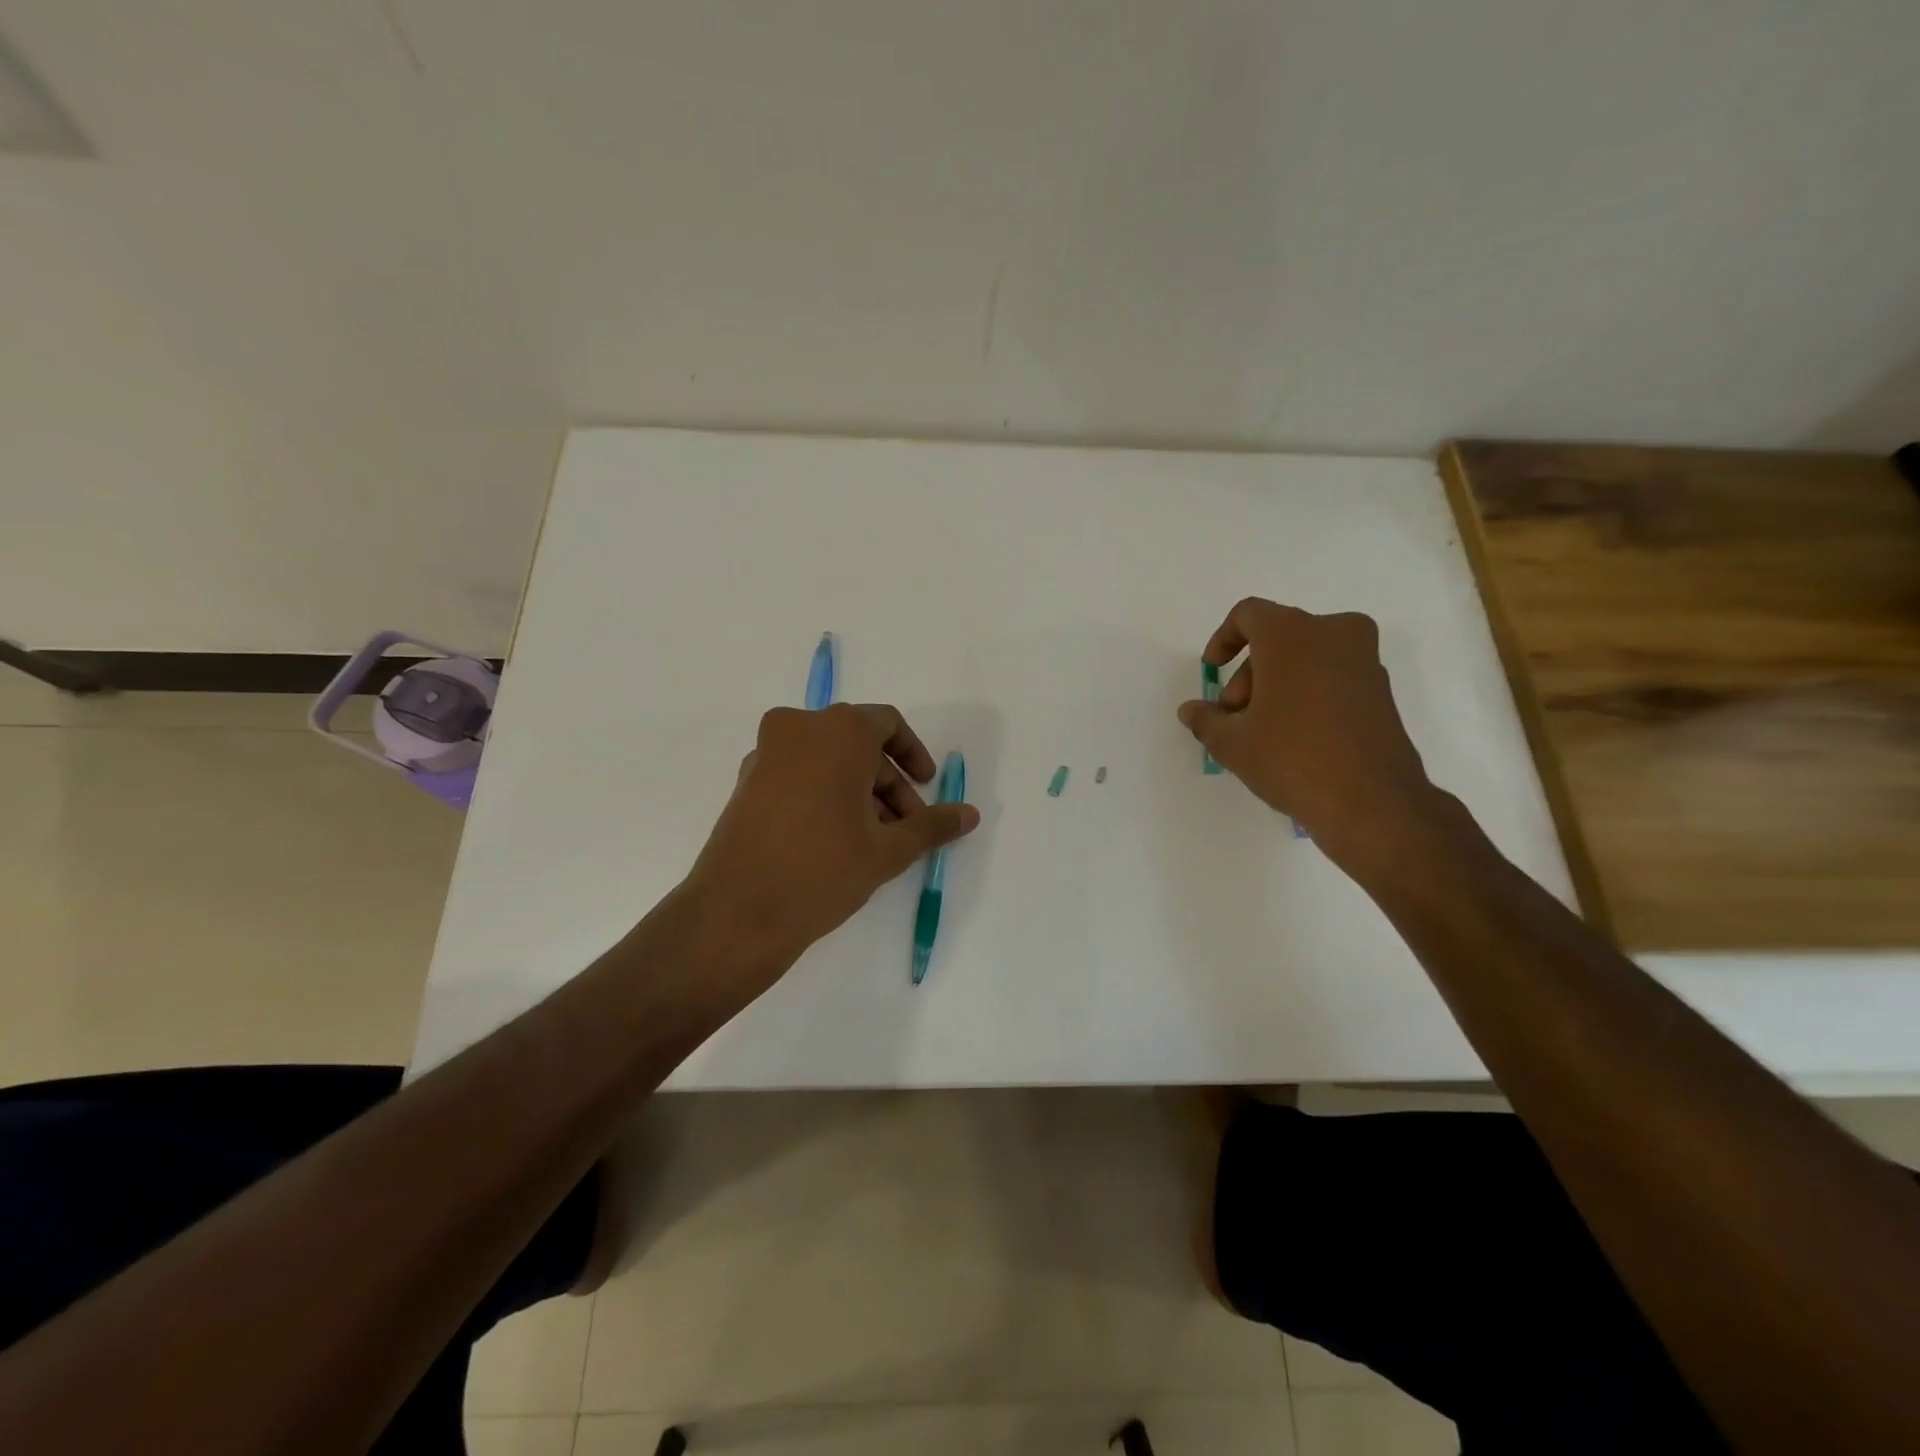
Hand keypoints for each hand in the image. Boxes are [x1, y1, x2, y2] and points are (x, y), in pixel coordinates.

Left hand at [683, 703, 979, 977]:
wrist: (737, 913)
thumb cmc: (823, 870)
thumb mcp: (888, 849)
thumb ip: (932, 825)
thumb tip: (970, 814)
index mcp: (838, 730)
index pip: (887, 724)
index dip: (913, 754)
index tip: (926, 786)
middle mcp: (799, 728)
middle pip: (858, 745)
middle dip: (888, 784)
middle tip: (905, 829)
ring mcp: (766, 753)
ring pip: (827, 760)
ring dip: (857, 791)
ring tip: (873, 841)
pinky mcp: (746, 781)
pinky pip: (798, 773)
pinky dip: (824, 793)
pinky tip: (836, 839)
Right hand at [1177, 598, 1439, 869]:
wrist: (1371, 802)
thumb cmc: (1291, 759)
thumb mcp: (1232, 743)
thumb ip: (1206, 719)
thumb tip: (1191, 710)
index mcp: (1292, 634)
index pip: (1249, 614)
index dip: (1223, 639)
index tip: (1213, 671)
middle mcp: (1333, 633)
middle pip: (1278, 637)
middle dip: (1249, 673)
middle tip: (1235, 715)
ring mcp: (1365, 660)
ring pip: (1307, 656)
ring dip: (1278, 684)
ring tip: (1262, 732)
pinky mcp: (1381, 689)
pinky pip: (1332, 676)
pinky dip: (1308, 693)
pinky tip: (1294, 737)